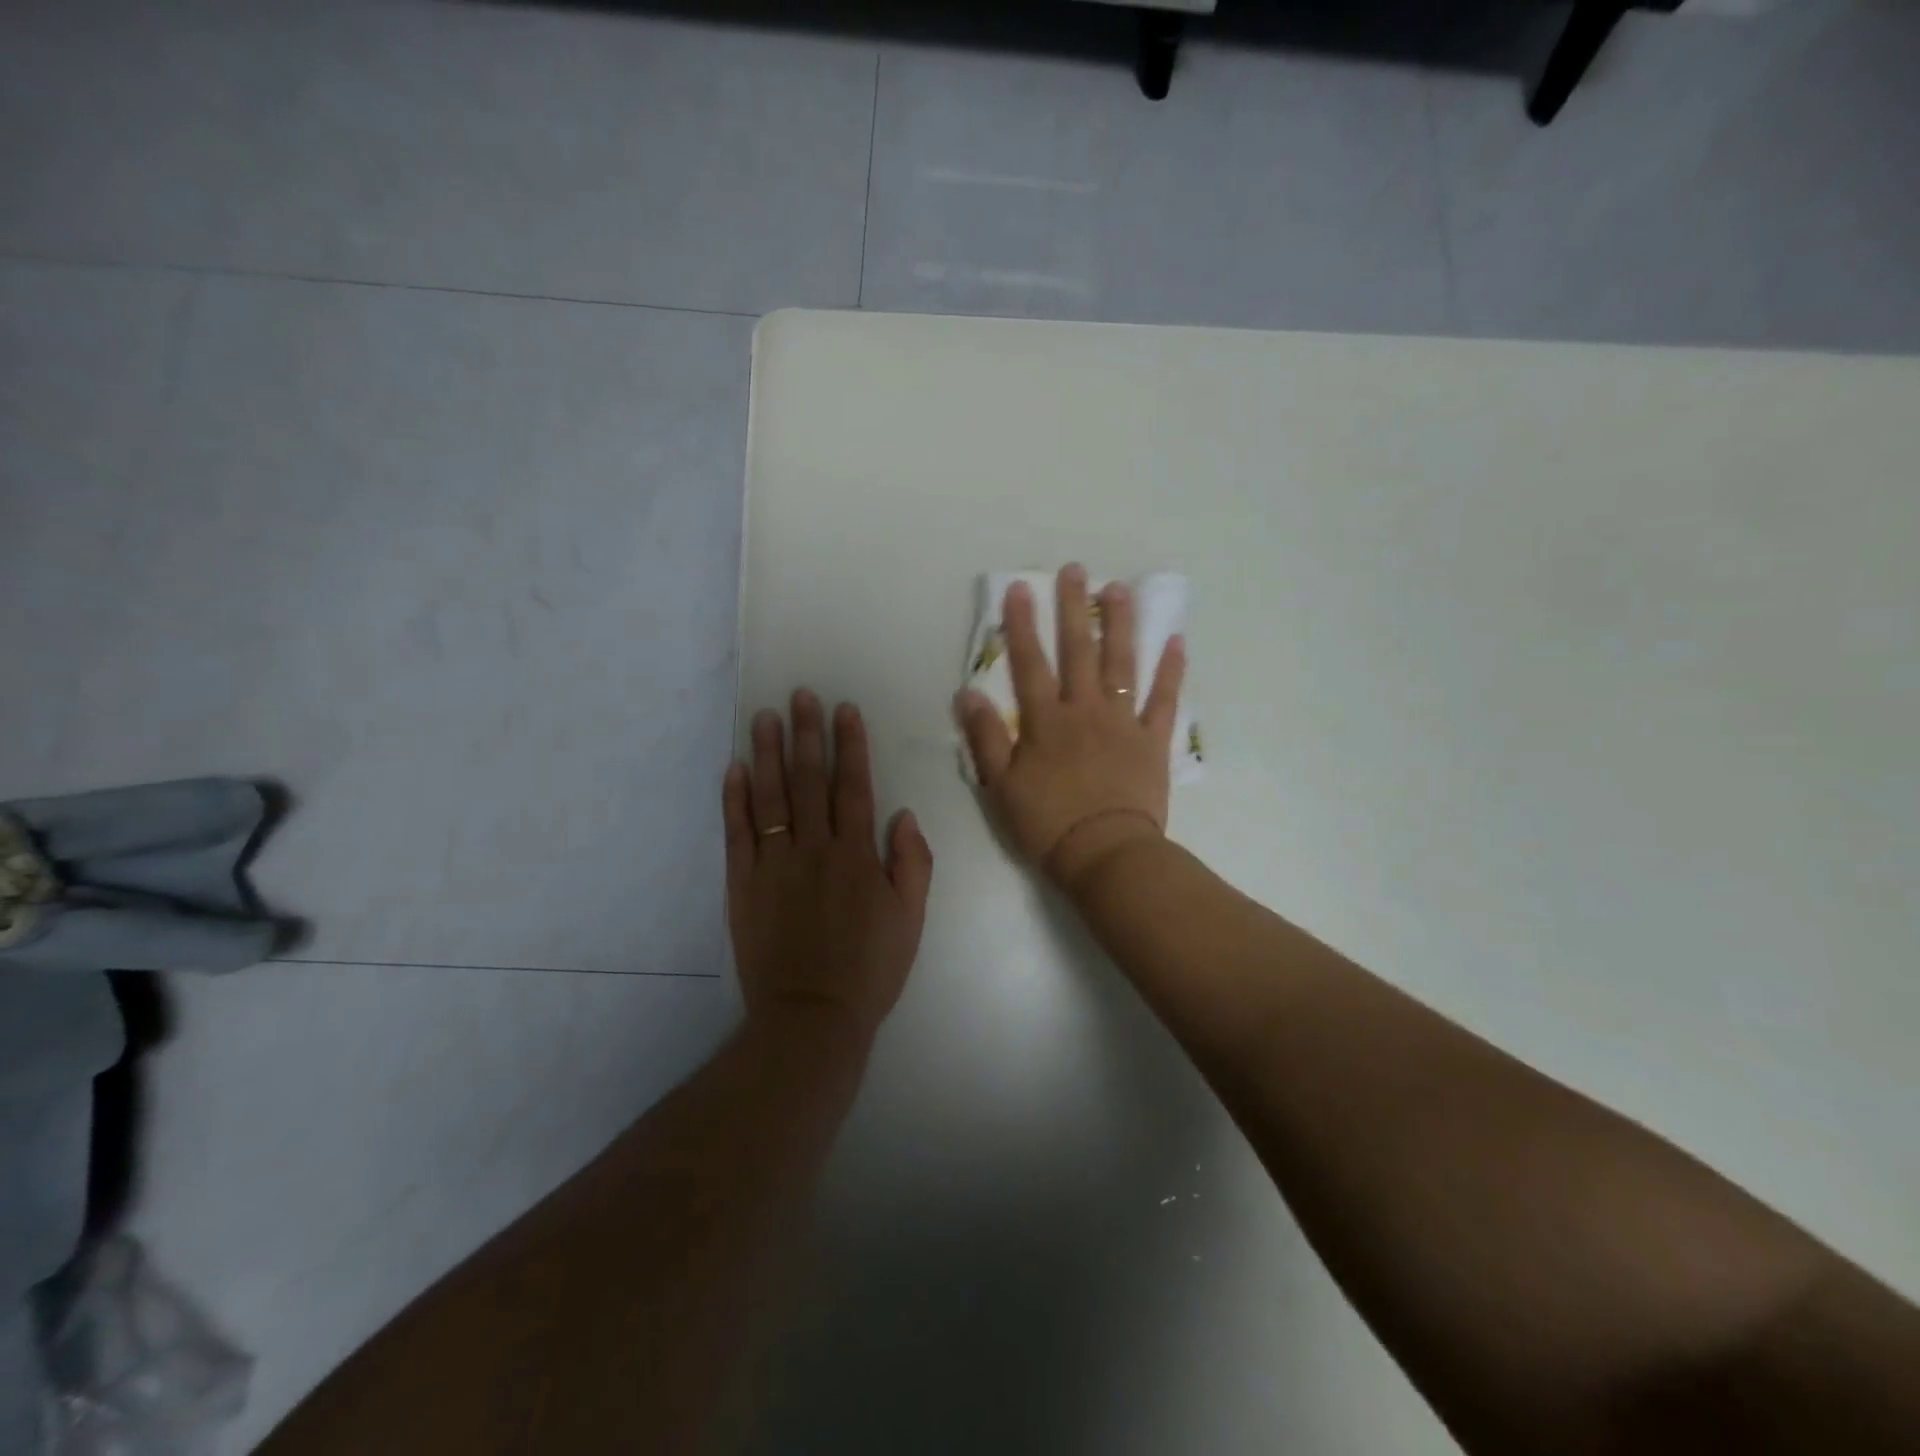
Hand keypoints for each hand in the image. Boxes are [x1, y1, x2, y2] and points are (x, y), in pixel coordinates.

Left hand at [723, 691, 933, 1042]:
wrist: (812, 1017)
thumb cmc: (869, 970)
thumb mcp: (911, 920)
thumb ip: (912, 863)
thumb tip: (901, 814)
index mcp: (857, 855)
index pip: (853, 787)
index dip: (850, 746)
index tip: (844, 710)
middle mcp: (815, 849)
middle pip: (809, 781)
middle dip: (807, 734)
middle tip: (800, 695)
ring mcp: (774, 865)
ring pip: (771, 798)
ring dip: (769, 754)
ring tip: (765, 717)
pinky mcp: (742, 884)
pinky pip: (737, 834)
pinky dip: (735, 799)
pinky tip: (735, 768)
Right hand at [955, 565, 1185, 892]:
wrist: (1104, 854)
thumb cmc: (1047, 824)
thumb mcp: (1001, 786)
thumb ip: (985, 738)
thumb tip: (968, 693)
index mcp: (1046, 722)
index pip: (1030, 664)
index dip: (1023, 625)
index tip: (1021, 588)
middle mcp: (1084, 711)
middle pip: (1079, 652)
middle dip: (1075, 609)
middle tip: (1076, 570)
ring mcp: (1122, 723)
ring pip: (1121, 665)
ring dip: (1121, 625)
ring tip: (1120, 590)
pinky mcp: (1152, 741)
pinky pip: (1164, 701)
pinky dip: (1171, 672)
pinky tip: (1177, 642)